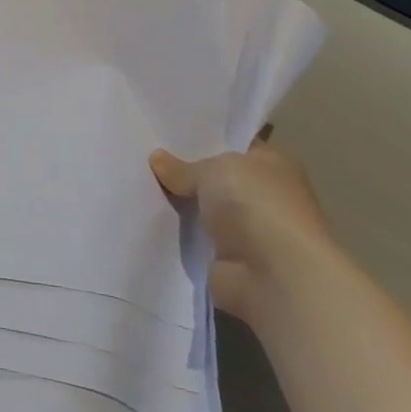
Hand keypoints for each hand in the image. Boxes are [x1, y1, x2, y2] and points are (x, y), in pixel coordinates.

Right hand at [149, 141, 335, 328]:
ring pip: (202, 208)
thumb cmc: (255, 207)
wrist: (274, 277)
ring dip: (178, 203)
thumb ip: (184, 166)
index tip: (166, 134)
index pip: (236, 145)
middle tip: (142, 156)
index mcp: (274, 165)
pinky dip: (176, 232)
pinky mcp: (229, 258)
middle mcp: (265, 195)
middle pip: (216, 177)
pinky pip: (194, 237)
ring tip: (136, 184)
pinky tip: (145, 217)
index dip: (205, 139)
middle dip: (184, 171)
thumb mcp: (214, 170)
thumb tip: (158, 159)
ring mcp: (248, 230)